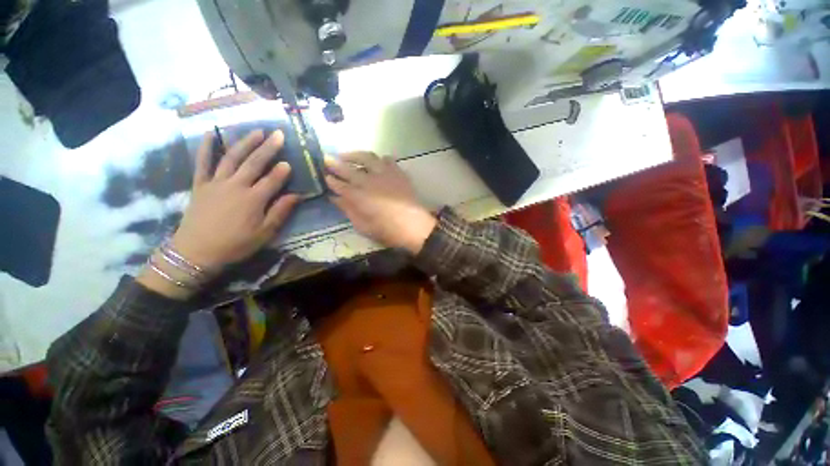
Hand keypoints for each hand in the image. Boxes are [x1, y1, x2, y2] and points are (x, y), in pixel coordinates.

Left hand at [170, 130, 300, 269]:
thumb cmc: (235, 244)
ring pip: (232, 158)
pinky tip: (212, 133)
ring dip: (245, 142)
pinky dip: (207, 147)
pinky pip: (202, 162)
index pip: (272, 180)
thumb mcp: (264, 233)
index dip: (282, 171)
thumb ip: (280, 212)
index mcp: (253, 199)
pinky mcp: (200, 184)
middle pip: (254, 163)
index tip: (290, 162)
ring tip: (256, 130)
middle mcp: (236, 186)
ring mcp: (216, 183)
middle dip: (268, 148)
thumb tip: (297, 196)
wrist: (196, 252)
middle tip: (278, 134)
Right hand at [324, 152, 436, 254]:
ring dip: (354, 154)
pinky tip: (376, 162)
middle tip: (326, 159)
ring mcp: (384, 174)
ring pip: (366, 157)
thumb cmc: (388, 231)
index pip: (340, 185)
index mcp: (358, 196)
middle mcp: (369, 181)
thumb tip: (336, 198)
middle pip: (348, 169)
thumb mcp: (364, 226)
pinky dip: (379, 159)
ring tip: (347, 155)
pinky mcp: (398, 172)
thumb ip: (349, 210)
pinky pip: (387, 159)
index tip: (325, 177)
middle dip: (335, 163)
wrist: (414, 226)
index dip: (331, 181)